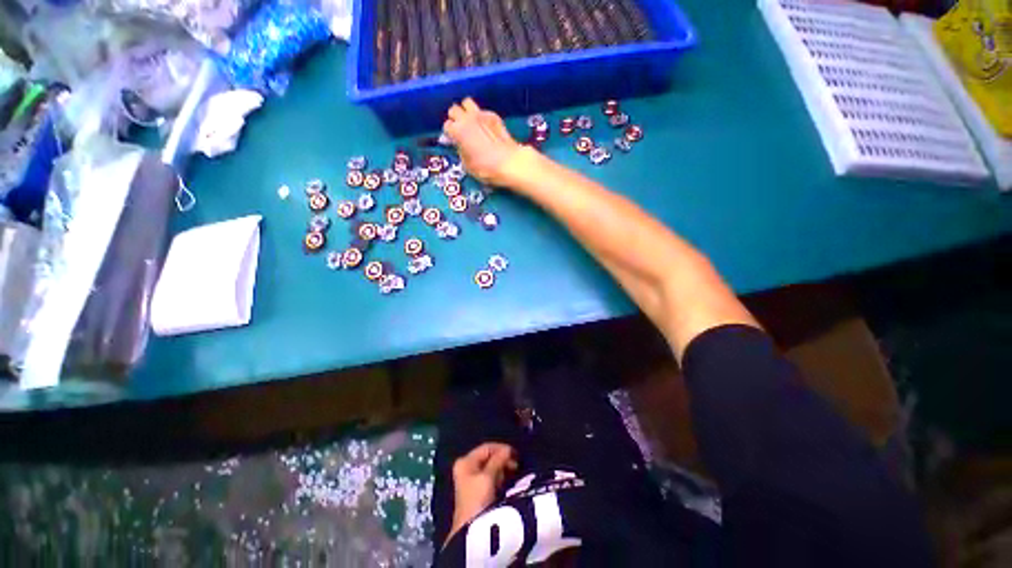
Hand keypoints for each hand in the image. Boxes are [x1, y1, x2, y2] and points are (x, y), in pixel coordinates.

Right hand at [443, 98, 522, 186]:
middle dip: (455, 118)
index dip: (449, 134)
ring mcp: (481, 114)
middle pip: (454, 110)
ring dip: (466, 111)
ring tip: (470, 122)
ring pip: (467, 103)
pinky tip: (485, 127)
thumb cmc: (486, 168)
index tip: (453, 140)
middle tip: (460, 129)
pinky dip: (481, 116)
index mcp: (458, 131)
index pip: (447, 126)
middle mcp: (467, 118)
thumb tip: (460, 145)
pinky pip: (482, 110)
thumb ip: (460, 151)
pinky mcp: (494, 115)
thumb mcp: (467, 165)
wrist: (509, 163)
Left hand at [445, 442, 517, 545]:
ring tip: (513, 474)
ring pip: (491, 468)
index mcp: (466, 461)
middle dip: (503, 459)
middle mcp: (467, 468)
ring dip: (503, 469)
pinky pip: (491, 478)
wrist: (471, 530)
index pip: (486, 448)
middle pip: (489, 457)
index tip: (516, 454)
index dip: (501, 448)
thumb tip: (508, 449)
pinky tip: (507, 482)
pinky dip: (500, 478)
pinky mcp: (478, 492)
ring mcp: (472, 480)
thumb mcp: (488, 476)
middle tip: (516, 465)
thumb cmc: (477, 499)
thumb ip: (498, 460)